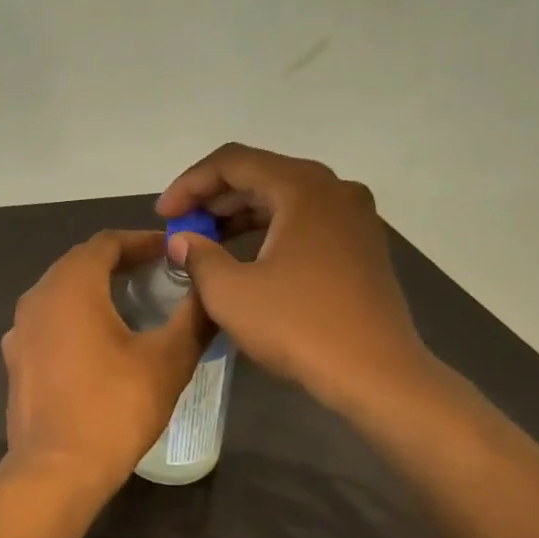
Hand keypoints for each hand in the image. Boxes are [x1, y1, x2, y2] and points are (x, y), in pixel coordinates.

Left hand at [2, 231, 210, 500]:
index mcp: (70, 286)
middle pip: (79, 263)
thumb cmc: (115, 407)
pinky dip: (74, 317)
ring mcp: (20, 330)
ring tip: (132, 304)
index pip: (106, 243)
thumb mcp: (168, 360)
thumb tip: (211, 289)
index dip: (141, 241)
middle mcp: (36, 298)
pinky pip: (48, 321)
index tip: (171, 251)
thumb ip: (193, 317)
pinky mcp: (16, 359)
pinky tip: (97, 342)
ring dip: (95, 289)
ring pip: (60, 292)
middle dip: (118, 262)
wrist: (56, 470)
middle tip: (156, 274)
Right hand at [157, 143, 431, 413]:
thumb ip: (199, 256)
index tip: (163, 214)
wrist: (376, 375)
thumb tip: (183, 239)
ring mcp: (355, 218)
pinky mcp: (363, 246)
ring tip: (207, 240)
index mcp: (302, 188)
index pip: (232, 162)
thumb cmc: (298, 325)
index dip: (189, 183)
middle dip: (214, 198)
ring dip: (241, 214)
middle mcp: (334, 190)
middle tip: (181, 225)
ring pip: (285, 198)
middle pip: (261, 174)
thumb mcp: (230, 292)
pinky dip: (271, 229)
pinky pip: (307, 220)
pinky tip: (249, 256)